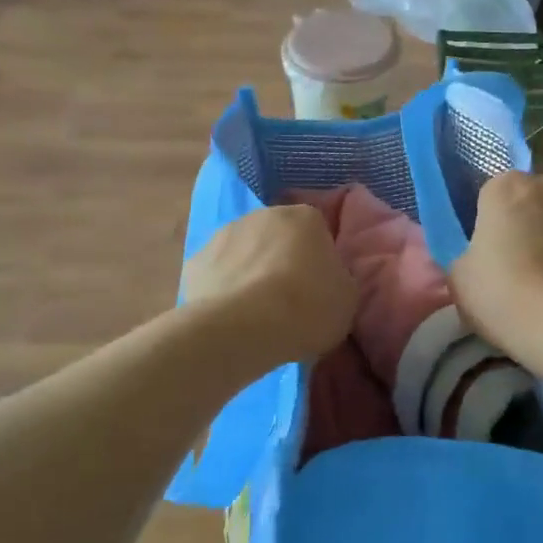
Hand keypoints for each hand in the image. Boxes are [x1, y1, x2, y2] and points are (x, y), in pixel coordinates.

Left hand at [183, 205, 357, 366]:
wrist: (242, 328)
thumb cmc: (306, 307)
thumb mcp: (347, 299)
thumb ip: (338, 280)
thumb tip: (325, 279)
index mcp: (305, 217)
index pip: (318, 231)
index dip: (319, 260)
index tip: (319, 288)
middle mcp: (262, 215)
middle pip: (278, 237)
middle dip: (282, 261)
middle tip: (289, 300)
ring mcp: (223, 234)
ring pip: (244, 252)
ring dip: (251, 272)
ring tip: (257, 313)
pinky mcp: (195, 261)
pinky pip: (218, 273)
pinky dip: (223, 289)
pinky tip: (230, 317)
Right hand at [452, 172, 542, 355]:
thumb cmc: (502, 297)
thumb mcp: (459, 276)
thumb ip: (469, 252)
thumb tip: (484, 255)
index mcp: (507, 187)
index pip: (492, 196)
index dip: (490, 225)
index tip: (490, 255)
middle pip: (534, 200)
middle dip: (528, 224)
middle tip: (521, 268)